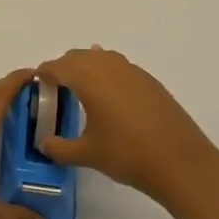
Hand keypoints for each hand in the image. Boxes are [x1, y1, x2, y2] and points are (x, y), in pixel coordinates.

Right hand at [36, 47, 218, 208]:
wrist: (180, 161)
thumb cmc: (127, 154)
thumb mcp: (87, 154)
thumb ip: (59, 148)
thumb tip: (43, 145)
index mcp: (88, 78)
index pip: (57, 66)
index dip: (44, 74)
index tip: (37, 86)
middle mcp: (107, 65)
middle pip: (77, 56)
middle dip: (63, 68)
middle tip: (57, 90)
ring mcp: (131, 70)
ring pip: (100, 57)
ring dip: (86, 67)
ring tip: (83, 91)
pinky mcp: (149, 80)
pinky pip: (119, 66)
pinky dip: (107, 73)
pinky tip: (110, 97)